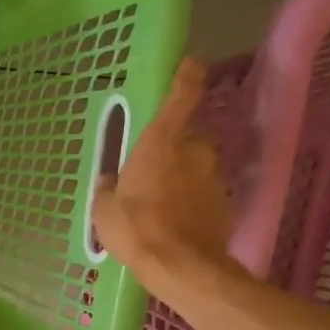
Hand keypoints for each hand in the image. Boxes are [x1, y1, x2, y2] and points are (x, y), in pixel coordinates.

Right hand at [92, 57, 235, 294]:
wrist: (182, 266)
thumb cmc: (136, 228)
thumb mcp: (104, 210)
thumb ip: (109, 190)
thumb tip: (111, 181)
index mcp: (161, 143)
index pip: (180, 98)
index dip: (187, 77)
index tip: (192, 63)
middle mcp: (193, 152)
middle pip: (187, 141)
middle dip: (174, 152)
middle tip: (152, 174)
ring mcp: (212, 178)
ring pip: (196, 170)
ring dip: (183, 180)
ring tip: (162, 207)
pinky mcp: (224, 204)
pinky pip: (203, 196)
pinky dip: (193, 204)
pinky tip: (176, 225)